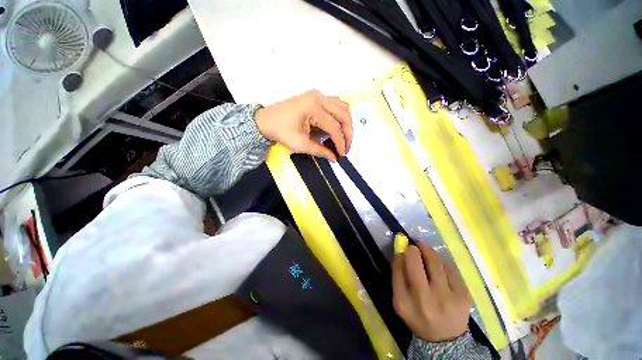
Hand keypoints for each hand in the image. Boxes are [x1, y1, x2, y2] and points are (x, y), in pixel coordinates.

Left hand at [255, 90, 352, 160]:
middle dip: (348, 133)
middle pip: (343, 114)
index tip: (342, 155)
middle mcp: (319, 97)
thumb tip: (334, 158)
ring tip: (343, 138)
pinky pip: (336, 104)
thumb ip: (320, 150)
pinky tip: (337, 127)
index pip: (334, 127)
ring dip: (346, 123)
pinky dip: (340, 116)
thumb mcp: (300, 144)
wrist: (265, 120)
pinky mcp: (316, 97)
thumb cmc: (280, 131)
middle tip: (346, 148)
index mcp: (313, 107)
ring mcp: (318, 95)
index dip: (341, 142)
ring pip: (342, 107)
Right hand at [392, 243, 471, 341]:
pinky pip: (451, 268)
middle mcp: (425, 300)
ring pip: (435, 261)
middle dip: (414, 249)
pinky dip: (442, 261)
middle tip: (415, 246)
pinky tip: (439, 265)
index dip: (401, 255)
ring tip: (426, 250)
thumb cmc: (418, 315)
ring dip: (428, 251)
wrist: (445, 339)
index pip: (398, 268)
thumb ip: (398, 276)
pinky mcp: (464, 296)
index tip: (403, 250)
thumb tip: (401, 251)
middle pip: (416, 262)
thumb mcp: (400, 300)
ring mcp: (447, 298)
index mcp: (404, 303)